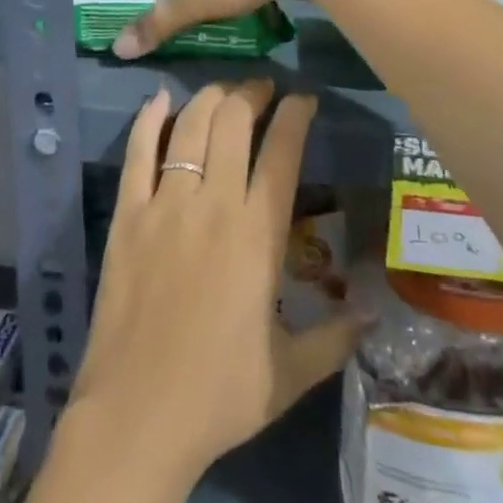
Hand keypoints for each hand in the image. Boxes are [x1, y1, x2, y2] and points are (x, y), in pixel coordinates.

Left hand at [66, 79, 361, 487]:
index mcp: (258, 235)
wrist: (138, 414)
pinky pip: (138, 153)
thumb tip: (374, 312)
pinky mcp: (127, 214)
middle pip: (233, 123)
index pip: (283, 154)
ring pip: (190, 127)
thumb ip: (335, 337)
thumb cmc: (220, 395)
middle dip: (252, 94)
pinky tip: (159, 99)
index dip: (295, 116)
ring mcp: (165, 204)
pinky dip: (149, 120)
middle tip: (262, 88)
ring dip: (210, 98)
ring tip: (224, 91)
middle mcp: (213, 204)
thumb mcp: (290, 373)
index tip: (304, 99)